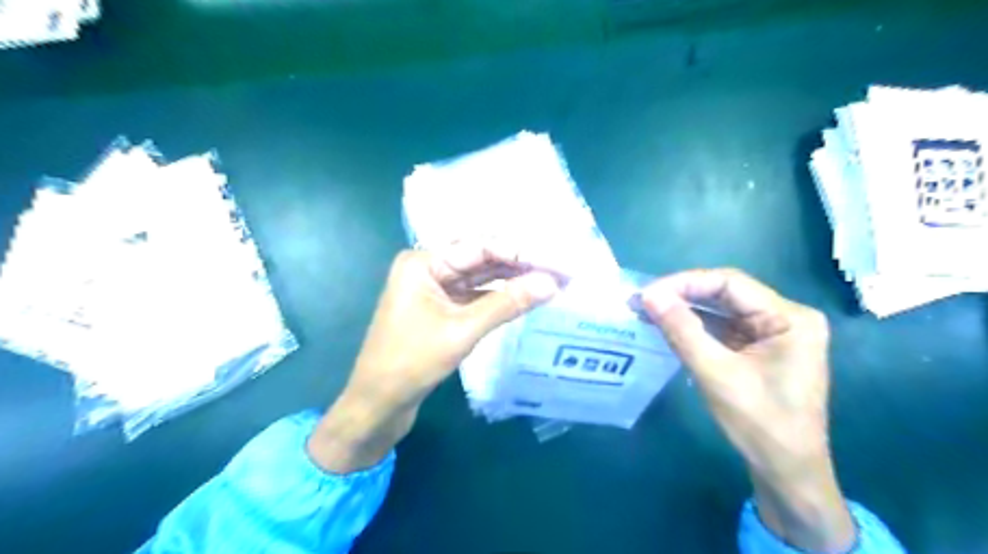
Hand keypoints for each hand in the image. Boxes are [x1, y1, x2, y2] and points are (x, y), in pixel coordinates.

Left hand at [307, 244, 557, 474]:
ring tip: (551, 282)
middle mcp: (428, 268)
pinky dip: (499, 298)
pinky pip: (474, 296)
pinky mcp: (440, 308)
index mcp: (424, 262)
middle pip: (482, 260)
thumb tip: (551, 284)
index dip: (522, 253)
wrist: (377, 404)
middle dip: (521, 266)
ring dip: (513, 281)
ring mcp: (434, 288)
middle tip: (561, 271)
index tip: (557, 261)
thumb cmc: (412, 363)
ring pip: (480, 278)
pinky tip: (525, 297)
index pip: (482, 247)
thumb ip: (507, 304)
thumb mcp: (462, 330)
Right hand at [641, 269, 857, 553]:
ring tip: (649, 311)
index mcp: (789, 318)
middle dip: (683, 295)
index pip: (730, 282)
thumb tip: (649, 295)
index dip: (685, 283)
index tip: (649, 294)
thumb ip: (682, 331)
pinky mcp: (759, 348)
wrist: (787, 473)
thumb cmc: (760, 424)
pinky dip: (695, 327)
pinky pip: (723, 328)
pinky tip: (668, 327)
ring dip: (686, 310)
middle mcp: (785, 317)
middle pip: (726, 293)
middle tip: (643, 301)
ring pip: (722, 310)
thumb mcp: (716, 374)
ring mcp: (773, 333)